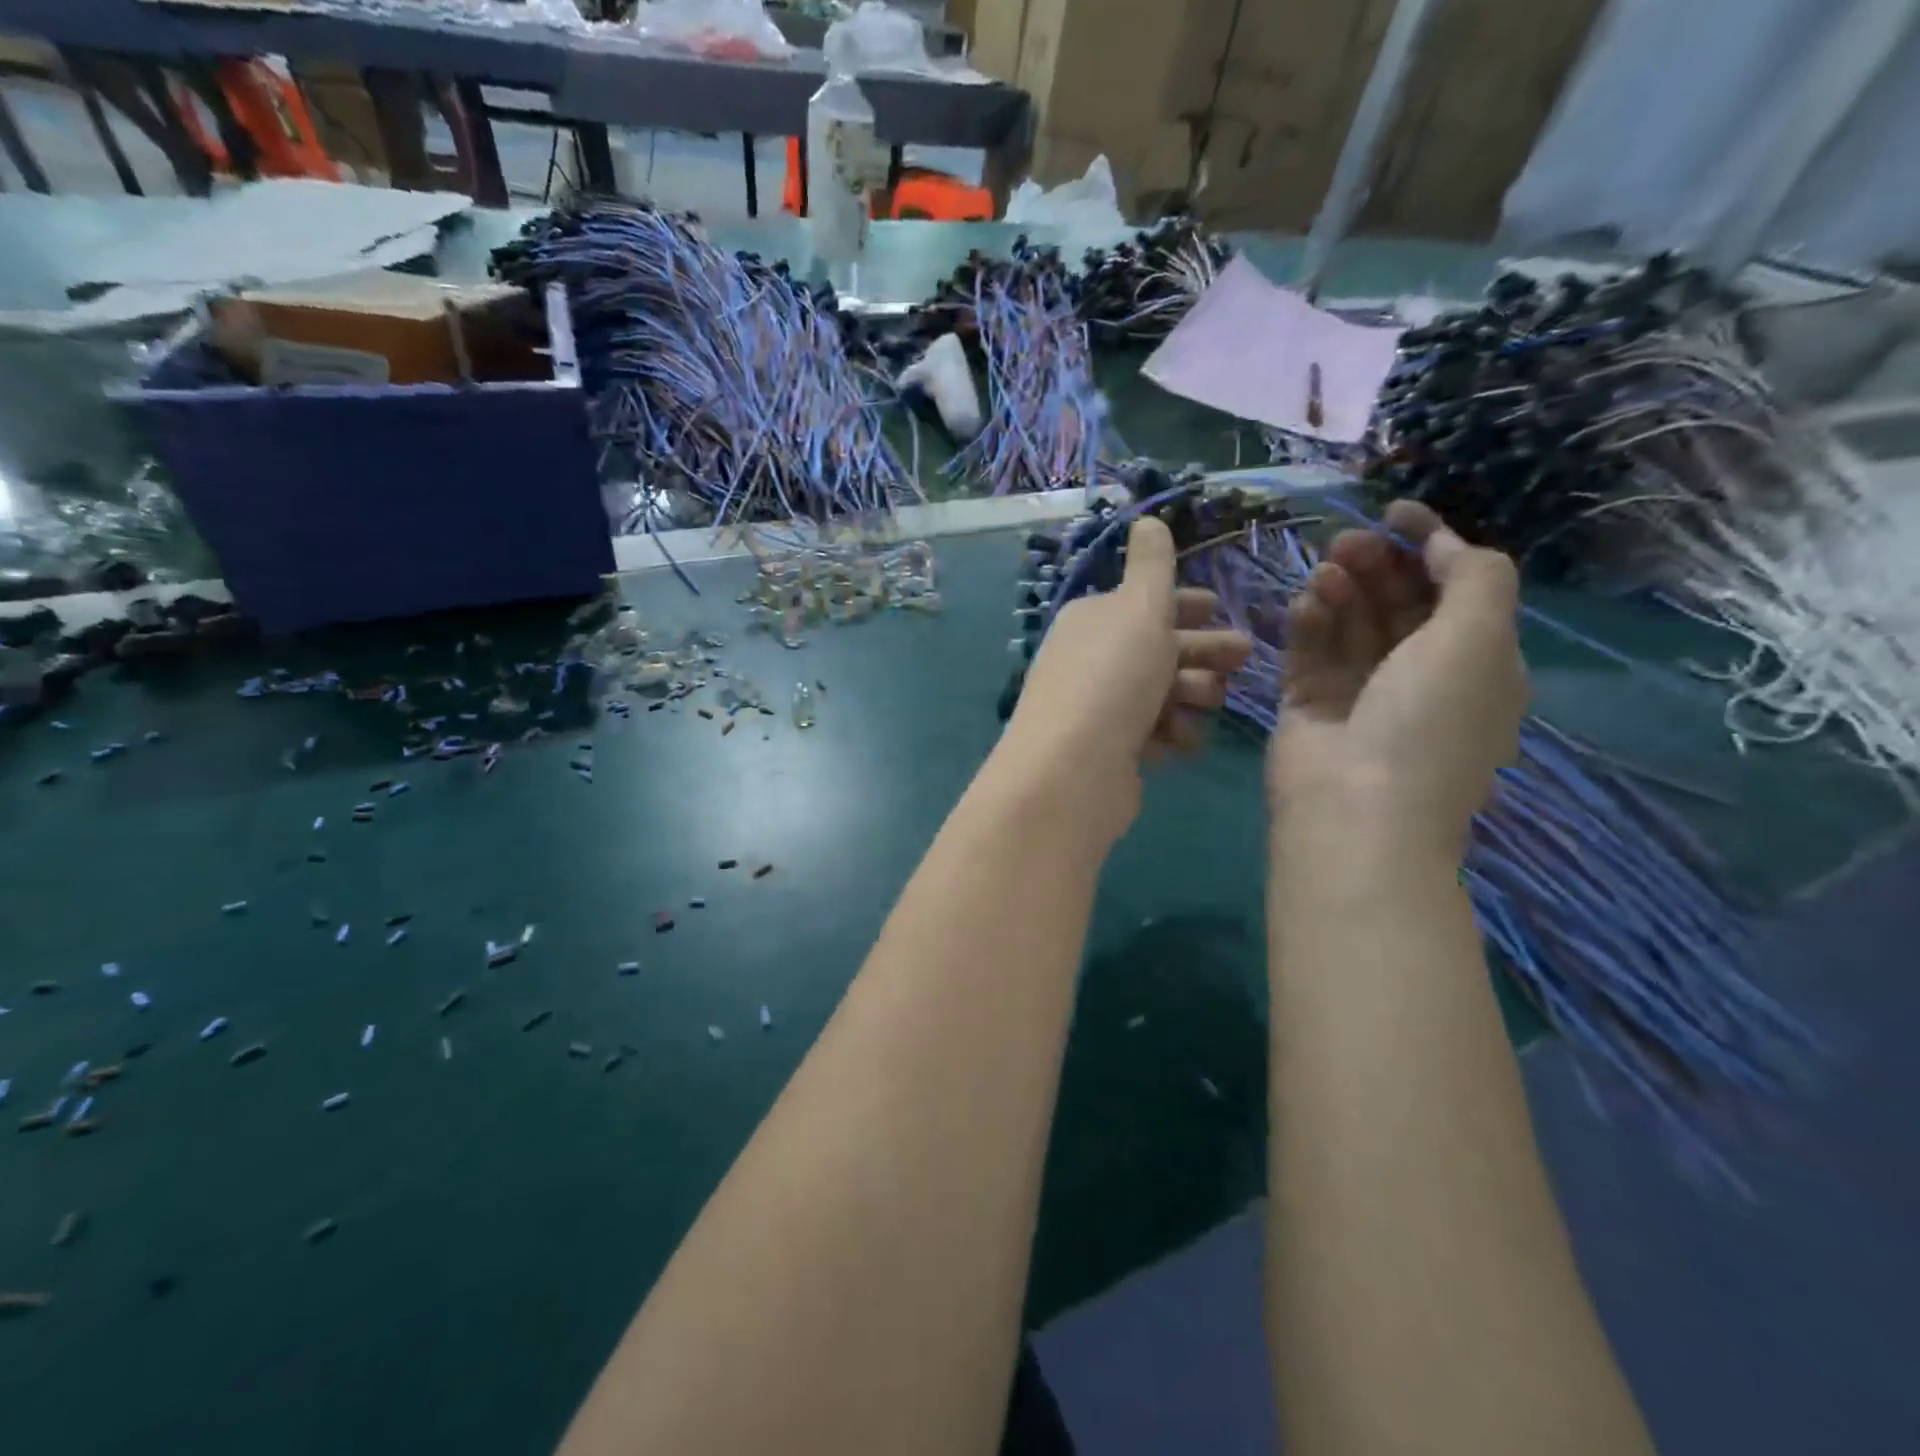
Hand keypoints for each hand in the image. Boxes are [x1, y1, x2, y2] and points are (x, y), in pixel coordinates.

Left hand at [1001, 515, 1251, 843]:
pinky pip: (1154, 733)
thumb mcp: (1139, 609)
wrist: (1072, 771)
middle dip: (1202, 650)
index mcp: (1092, 620)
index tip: (1219, 608)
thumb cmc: (1113, 678)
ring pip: (1161, 692)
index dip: (1182, 604)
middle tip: (1244, 656)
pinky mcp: (1111, 753)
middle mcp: (1091, 661)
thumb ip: (1152, 566)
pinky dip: (1171, 734)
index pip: (1142, 605)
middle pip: (1158, 648)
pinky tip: (1180, 739)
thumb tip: (1147, 519)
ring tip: (1208, 700)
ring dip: (1191, 692)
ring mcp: (1099, 709)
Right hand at [1271, 500, 1526, 859]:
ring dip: (1341, 587)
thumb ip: (1474, 577)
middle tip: (1348, 540)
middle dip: (1377, 564)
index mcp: (1474, 664)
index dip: (1429, 546)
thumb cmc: (1429, 720)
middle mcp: (1417, 675)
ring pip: (1349, 623)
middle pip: (1396, 603)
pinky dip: (1309, 621)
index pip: (1452, 591)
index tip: (1395, 512)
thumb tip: (1443, 543)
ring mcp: (1358, 691)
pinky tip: (1307, 601)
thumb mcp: (1481, 639)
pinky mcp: (1308, 704)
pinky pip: (1309, 650)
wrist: (1356, 807)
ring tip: (1326, 567)